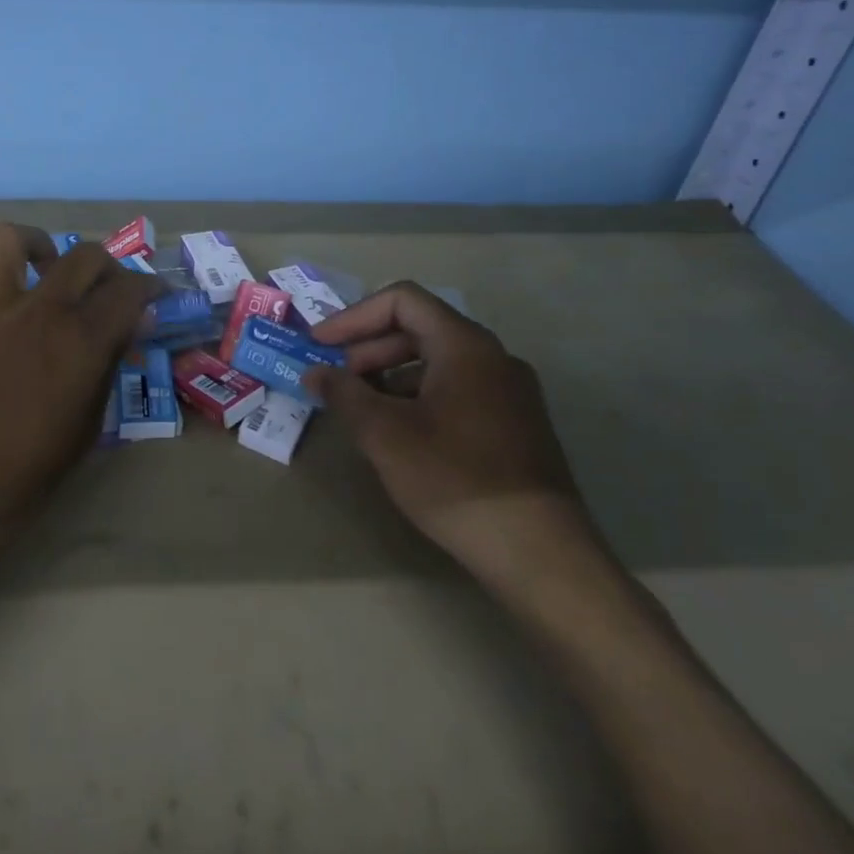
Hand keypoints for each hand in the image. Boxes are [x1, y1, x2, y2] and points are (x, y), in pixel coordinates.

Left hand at [0, 223, 157, 546]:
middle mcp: (38, 312)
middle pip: (83, 256)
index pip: (129, 291)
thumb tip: (128, 329)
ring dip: (37, 247)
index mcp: (80, 342)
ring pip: (10, 241)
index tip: (155, 296)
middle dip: (107, 266)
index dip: (151, 288)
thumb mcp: (86, 429)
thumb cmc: (26, 476)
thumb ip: (107, 368)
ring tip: (44, 269)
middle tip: (107, 289)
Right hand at [305, 282, 601, 585]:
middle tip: (336, 380)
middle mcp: (493, 357)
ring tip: (362, 409)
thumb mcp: (384, 434)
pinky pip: (458, 389)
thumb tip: (315, 373)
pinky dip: (419, 396)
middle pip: (420, 328)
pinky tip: (400, 433)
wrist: (538, 552)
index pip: (402, 301)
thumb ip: (344, 394)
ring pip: (438, 361)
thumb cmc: (454, 478)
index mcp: (464, 345)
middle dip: (369, 348)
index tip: (320, 346)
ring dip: (391, 375)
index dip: (354, 317)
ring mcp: (510, 391)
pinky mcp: (516, 424)